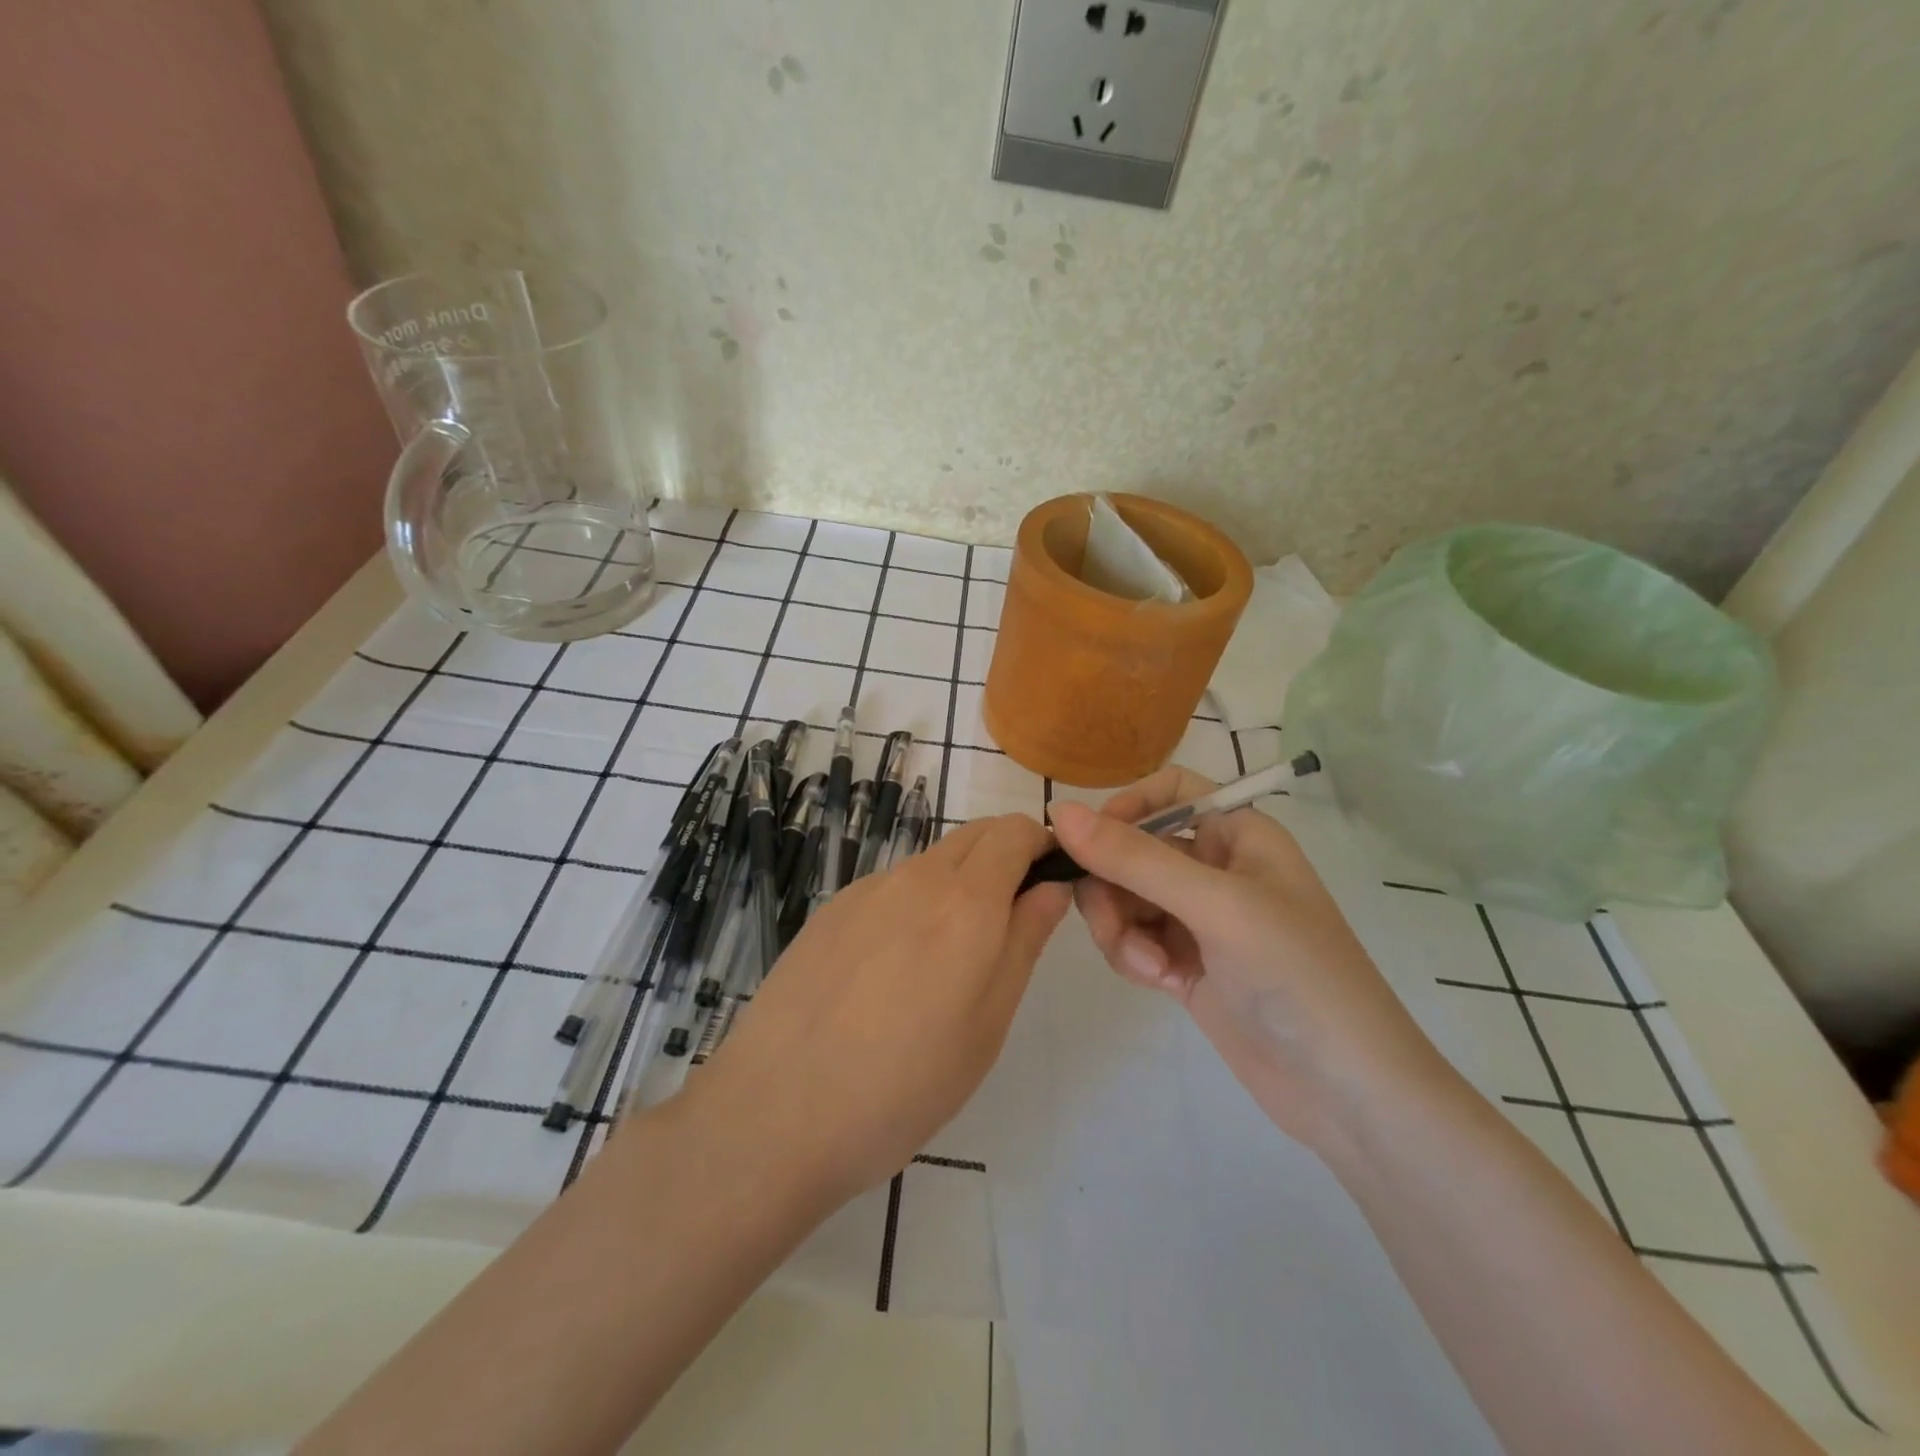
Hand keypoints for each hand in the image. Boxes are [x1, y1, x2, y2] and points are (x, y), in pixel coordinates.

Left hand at [689, 814, 1070, 1204]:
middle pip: (973, 838)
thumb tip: (1050, 887)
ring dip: (956, 887)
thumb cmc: (903, 1085)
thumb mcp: (986, 1024)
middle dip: (1004, 859)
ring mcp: (863, 892)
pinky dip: (911, 907)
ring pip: (930, 864)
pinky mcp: (828, 913)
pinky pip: (888, 890)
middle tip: (1008, 927)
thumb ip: (1024, 941)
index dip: (1041, 845)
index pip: (1014, 832)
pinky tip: (888, 975)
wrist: (774, 1113)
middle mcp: (913, 878)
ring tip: (943, 966)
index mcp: (964, 902)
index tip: (1050, 884)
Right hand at [1049, 769, 1446, 1150]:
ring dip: (1120, 927)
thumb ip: (1135, 858)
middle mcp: (1216, 868)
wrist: (1347, 1092)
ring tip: (1148, 967)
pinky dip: (1134, 956)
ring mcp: (1201, 920)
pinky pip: (1135, 939)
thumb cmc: (1296, 975)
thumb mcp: (1216, 906)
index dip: (1126, 808)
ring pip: (1126, 898)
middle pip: (1134, 849)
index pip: (1169, 791)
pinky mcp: (1187, 964)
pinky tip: (1159, 982)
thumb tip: (1059, 810)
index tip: (1091, 844)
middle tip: (1110, 923)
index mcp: (1237, 834)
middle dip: (1112, 884)